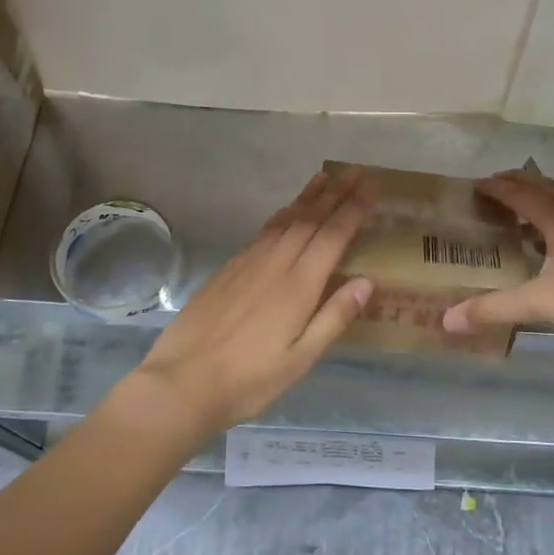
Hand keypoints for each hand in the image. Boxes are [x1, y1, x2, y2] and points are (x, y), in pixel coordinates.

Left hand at [131, 168, 375, 433]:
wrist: (182, 382)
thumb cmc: (249, 380)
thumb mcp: (300, 359)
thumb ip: (334, 318)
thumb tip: (367, 281)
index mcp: (298, 286)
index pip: (333, 236)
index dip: (353, 209)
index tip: (371, 187)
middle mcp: (275, 265)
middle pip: (310, 220)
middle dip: (335, 193)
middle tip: (356, 171)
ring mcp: (248, 264)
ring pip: (284, 220)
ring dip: (307, 197)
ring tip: (326, 177)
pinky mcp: (228, 270)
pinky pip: (262, 232)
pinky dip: (281, 215)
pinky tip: (286, 212)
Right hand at [442, 169, 553, 348]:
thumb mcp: (539, 303)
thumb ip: (493, 309)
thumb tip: (448, 319)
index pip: (522, 195)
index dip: (498, 188)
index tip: (476, 184)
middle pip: (545, 189)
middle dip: (519, 183)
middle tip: (494, 185)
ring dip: (539, 198)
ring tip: (518, 209)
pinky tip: (549, 242)